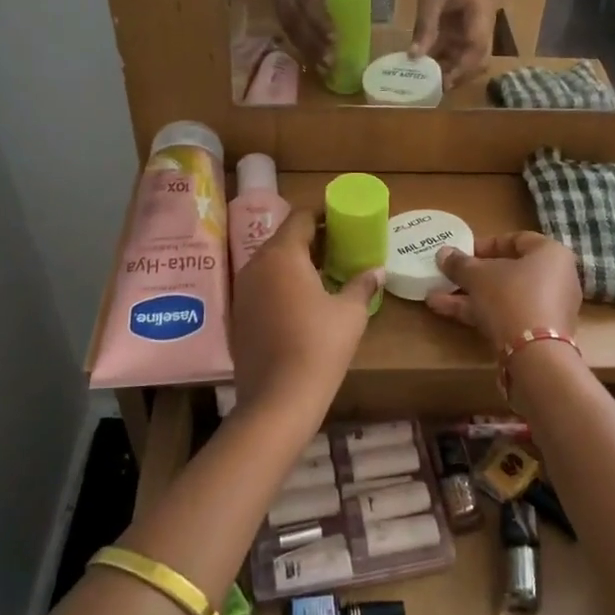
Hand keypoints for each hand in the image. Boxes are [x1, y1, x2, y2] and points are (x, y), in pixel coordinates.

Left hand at [233, 208, 382, 424]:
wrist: (279, 398)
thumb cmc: (320, 346)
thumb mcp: (350, 313)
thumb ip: (362, 284)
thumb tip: (377, 271)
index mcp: (282, 255)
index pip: (301, 218)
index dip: (324, 216)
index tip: (343, 222)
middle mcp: (255, 265)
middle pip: (283, 239)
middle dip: (311, 240)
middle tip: (339, 249)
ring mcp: (242, 291)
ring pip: (270, 264)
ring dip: (295, 264)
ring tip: (323, 275)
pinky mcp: (237, 316)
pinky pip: (261, 287)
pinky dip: (280, 286)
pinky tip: (301, 304)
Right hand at [273, 0, 340, 69]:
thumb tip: (361, 20)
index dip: (320, 20)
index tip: (334, 38)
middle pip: (296, 20)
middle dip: (314, 42)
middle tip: (331, 61)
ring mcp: (278, 4)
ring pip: (291, 31)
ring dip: (308, 51)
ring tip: (325, 68)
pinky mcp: (278, 16)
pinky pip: (289, 35)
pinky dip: (303, 51)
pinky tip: (315, 63)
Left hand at [411, 0, 493, 88]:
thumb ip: (425, 27)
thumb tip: (414, 56)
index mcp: (480, 13)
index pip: (478, 46)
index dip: (464, 66)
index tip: (446, 80)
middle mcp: (483, 25)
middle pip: (479, 58)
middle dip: (461, 74)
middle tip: (438, 87)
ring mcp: (475, 29)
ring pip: (470, 59)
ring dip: (453, 71)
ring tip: (431, 82)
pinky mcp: (465, 32)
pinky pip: (459, 53)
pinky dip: (447, 62)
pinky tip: (429, 69)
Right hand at [426, 232, 581, 352]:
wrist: (535, 355)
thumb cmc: (511, 297)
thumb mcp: (478, 276)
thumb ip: (460, 264)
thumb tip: (443, 253)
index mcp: (551, 254)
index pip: (518, 239)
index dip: (486, 244)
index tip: (462, 251)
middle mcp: (555, 278)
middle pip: (509, 271)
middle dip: (473, 274)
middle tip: (447, 274)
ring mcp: (547, 308)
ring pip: (503, 296)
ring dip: (468, 295)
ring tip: (434, 295)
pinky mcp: (537, 334)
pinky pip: (506, 315)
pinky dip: (479, 312)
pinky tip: (445, 311)